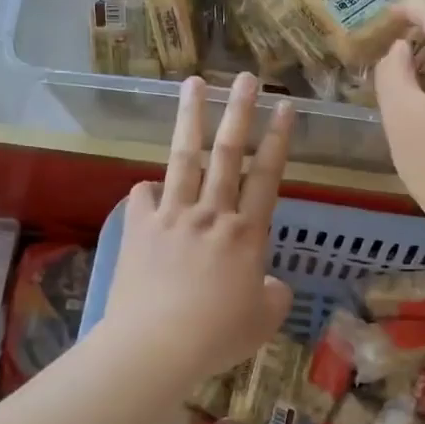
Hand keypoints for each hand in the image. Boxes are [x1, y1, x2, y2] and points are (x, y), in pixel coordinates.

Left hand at [101, 74, 295, 389]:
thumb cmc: (217, 335)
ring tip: (193, 84)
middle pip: (228, 153)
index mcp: (247, 234)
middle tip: (246, 77)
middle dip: (240, 111)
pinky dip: (149, 190)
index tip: (285, 106)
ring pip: (184, 158)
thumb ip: (274, 295)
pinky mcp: (139, 229)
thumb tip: (271, 283)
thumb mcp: (263, 320)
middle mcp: (211, 214)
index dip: (278, 139)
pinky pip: (143, 197)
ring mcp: (172, 217)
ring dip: (190, 118)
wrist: (156, 346)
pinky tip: (149, 188)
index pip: (267, 176)